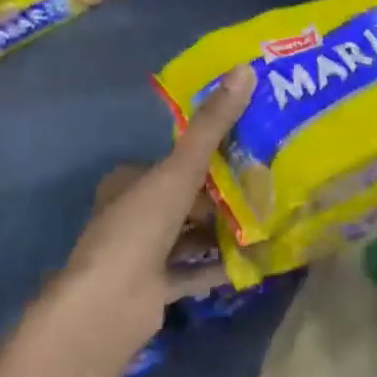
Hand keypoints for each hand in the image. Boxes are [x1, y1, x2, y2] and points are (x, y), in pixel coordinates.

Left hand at [40, 65, 253, 367]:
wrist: (107, 305)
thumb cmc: (139, 227)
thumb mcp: (180, 170)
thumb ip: (212, 126)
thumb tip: (246, 70)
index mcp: (129, 183)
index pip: (172, 163)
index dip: (206, 159)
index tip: (247, 154)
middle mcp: (132, 215)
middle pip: (184, 201)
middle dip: (221, 199)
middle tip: (267, 190)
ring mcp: (141, 256)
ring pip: (189, 237)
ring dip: (223, 233)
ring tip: (268, 223)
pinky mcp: (153, 290)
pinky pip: (193, 273)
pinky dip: (218, 267)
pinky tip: (253, 263)